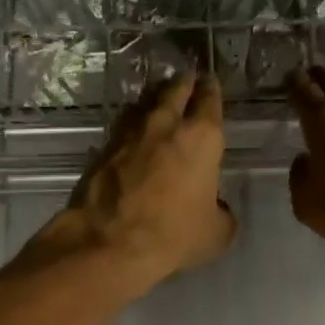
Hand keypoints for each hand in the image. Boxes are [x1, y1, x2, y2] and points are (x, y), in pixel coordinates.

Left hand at [27, 74, 236, 289]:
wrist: (109, 244)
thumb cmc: (173, 236)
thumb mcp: (216, 233)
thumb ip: (222, 212)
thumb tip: (217, 208)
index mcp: (201, 138)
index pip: (209, 100)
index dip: (211, 89)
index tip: (210, 82)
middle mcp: (165, 125)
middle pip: (175, 90)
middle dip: (183, 83)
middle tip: (187, 80)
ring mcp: (129, 134)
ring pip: (144, 102)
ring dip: (154, 98)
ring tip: (159, 100)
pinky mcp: (103, 148)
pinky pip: (122, 127)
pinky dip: (131, 124)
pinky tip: (133, 132)